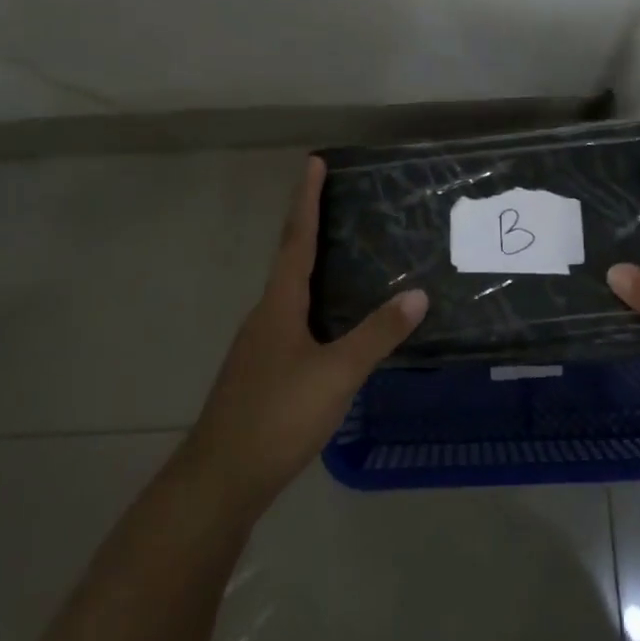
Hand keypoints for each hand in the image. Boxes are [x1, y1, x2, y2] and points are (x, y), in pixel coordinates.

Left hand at [184, 155, 426, 512]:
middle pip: (290, 258)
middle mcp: (266, 314)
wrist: (221, 478)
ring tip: (343, 252)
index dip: (306, 199)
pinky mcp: (262, 370)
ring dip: (311, 263)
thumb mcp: (336, 374)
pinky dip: (314, 301)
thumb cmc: (278, 415)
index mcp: (280, 304)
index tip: (314, 162)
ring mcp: (260, 344)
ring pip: (290, 291)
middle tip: (338, 200)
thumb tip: (417, 293)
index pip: (296, 239)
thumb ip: (377, 335)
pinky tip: (333, 321)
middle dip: (310, 225)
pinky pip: (293, 318)